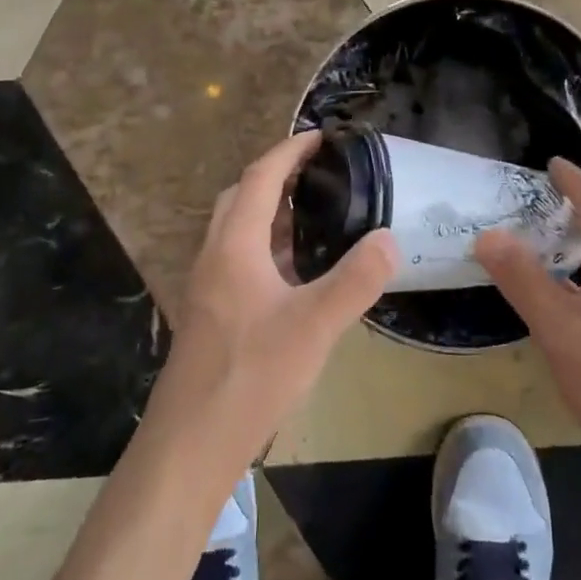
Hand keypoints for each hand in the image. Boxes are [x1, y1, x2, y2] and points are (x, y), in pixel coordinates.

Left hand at [146, 132, 396, 476]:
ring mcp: (208, 287)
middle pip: (240, 198)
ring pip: (237, 231)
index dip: (289, 152)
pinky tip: (296, 272)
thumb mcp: (314, 326)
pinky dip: (267, 248)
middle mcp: (214, 256)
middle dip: (276, 176)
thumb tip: (389, 238)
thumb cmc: (251, 376)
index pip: (259, 178)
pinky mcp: (211, 314)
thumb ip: (356, 280)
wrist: (190, 442)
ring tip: (314, 214)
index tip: (321, 137)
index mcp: (233, 246)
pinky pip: (239, 260)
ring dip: (270, 213)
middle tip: (319, 174)